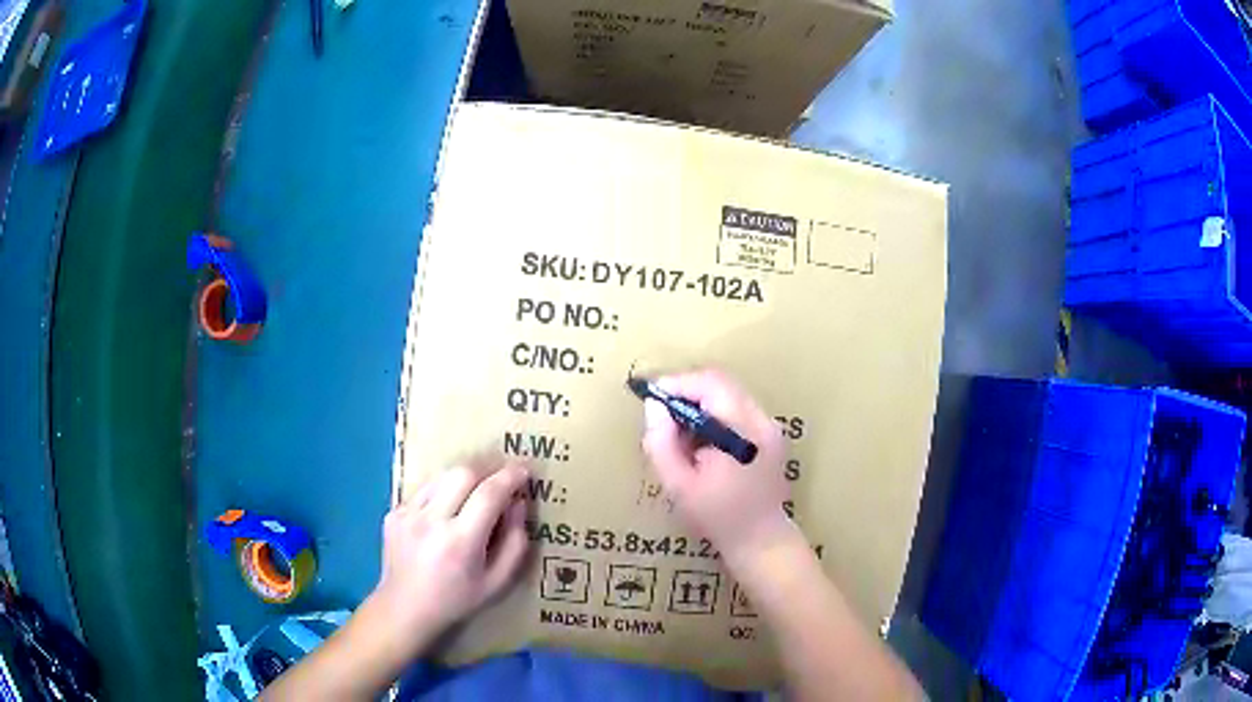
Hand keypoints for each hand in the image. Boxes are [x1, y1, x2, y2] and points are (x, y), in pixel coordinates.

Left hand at [371, 462, 530, 642]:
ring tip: (472, 496)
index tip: (524, 471)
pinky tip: (444, 515)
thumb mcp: (498, 582)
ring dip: (463, 480)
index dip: (510, 477)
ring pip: (441, 476)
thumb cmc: (457, 600)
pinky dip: (441, 494)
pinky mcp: (394, 512)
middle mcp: (431, 521)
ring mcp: (407, 514)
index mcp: (460, 541)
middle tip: (499, 481)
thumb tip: (518, 503)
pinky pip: (424, 491)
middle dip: (486, 471)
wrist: (405, 609)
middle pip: (463, 473)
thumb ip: (515, 543)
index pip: (489, 494)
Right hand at [641, 369, 794, 570]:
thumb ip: (661, 443)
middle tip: (661, 413)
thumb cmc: (717, 517)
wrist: (761, 540)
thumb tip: (653, 407)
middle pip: (721, 384)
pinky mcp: (771, 435)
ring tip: (678, 431)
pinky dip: (714, 415)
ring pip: (729, 394)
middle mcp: (762, 421)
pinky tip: (700, 442)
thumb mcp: (678, 485)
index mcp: (743, 431)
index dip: (678, 383)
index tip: (652, 397)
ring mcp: (770, 427)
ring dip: (700, 403)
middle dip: (687, 391)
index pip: (711, 384)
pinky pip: (738, 409)